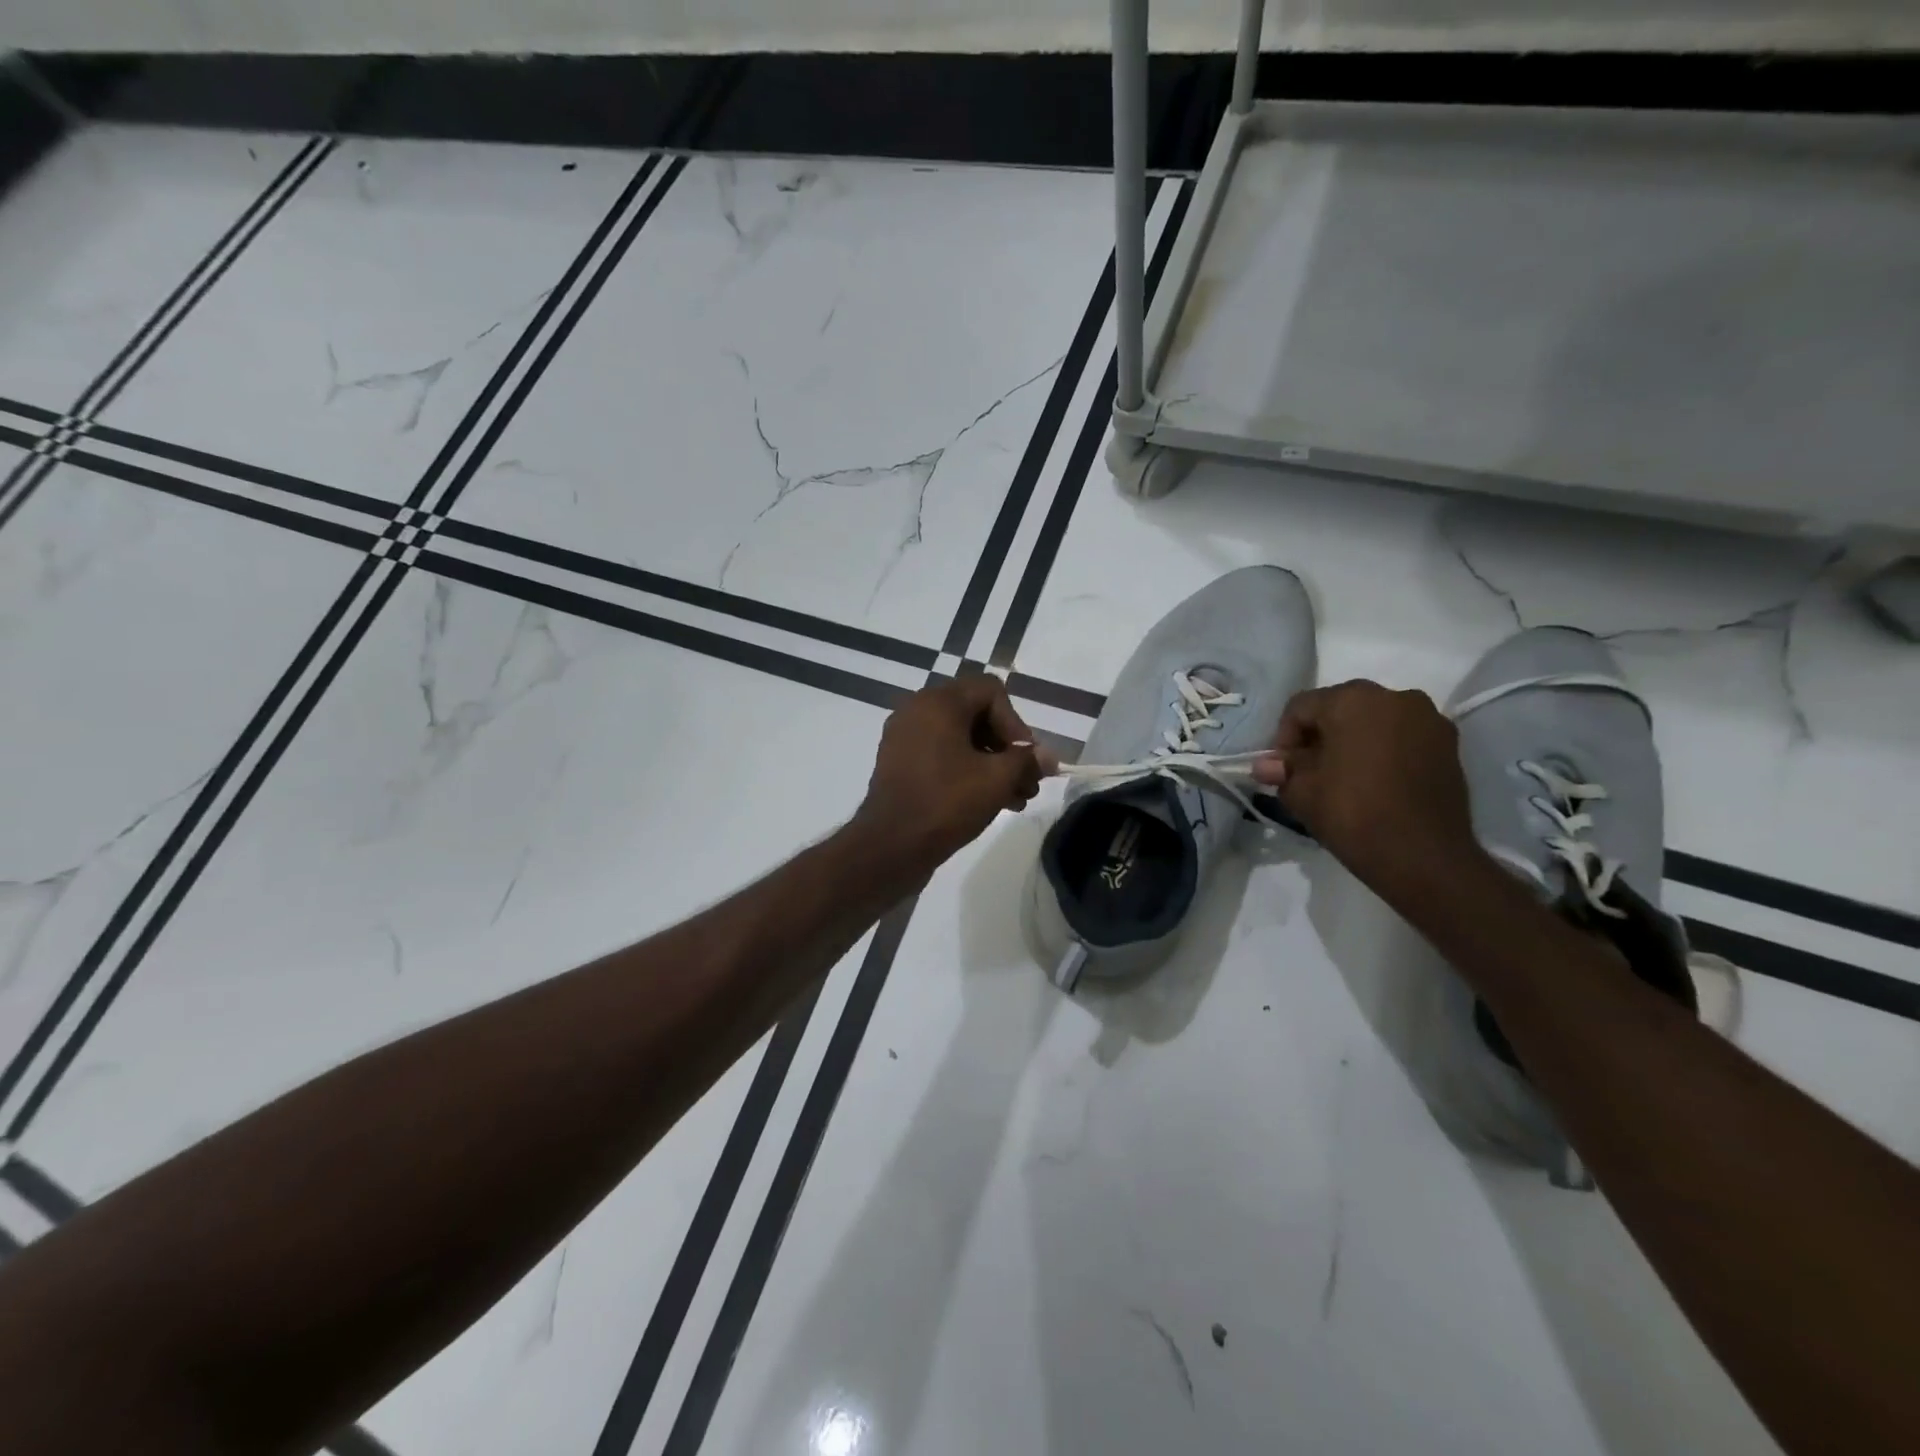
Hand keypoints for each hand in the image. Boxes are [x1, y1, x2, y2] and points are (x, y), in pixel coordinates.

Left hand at [853, 677, 1054, 875]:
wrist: (890, 846)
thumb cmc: (946, 803)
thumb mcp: (997, 779)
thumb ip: (1027, 760)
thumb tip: (1047, 756)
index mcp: (938, 702)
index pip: (991, 691)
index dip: (1016, 723)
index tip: (1026, 759)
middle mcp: (918, 710)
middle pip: (977, 715)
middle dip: (1008, 748)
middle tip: (1028, 783)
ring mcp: (905, 738)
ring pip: (962, 739)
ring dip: (993, 764)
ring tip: (1016, 799)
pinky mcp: (900, 764)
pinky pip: (942, 755)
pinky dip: (968, 771)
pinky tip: (990, 801)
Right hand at [1251, 680, 1477, 893]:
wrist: (1423, 856)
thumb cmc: (1353, 813)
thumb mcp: (1301, 792)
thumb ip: (1283, 770)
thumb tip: (1266, 765)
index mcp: (1352, 699)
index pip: (1301, 707)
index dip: (1283, 738)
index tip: (1282, 770)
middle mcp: (1394, 696)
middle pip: (1340, 708)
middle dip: (1320, 737)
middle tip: (1309, 772)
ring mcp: (1428, 719)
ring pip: (1375, 721)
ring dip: (1354, 742)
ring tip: (1344, 778)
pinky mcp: (1449, 745)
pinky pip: (1403, 738)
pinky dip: (1384, 752)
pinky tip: (1376, 783)